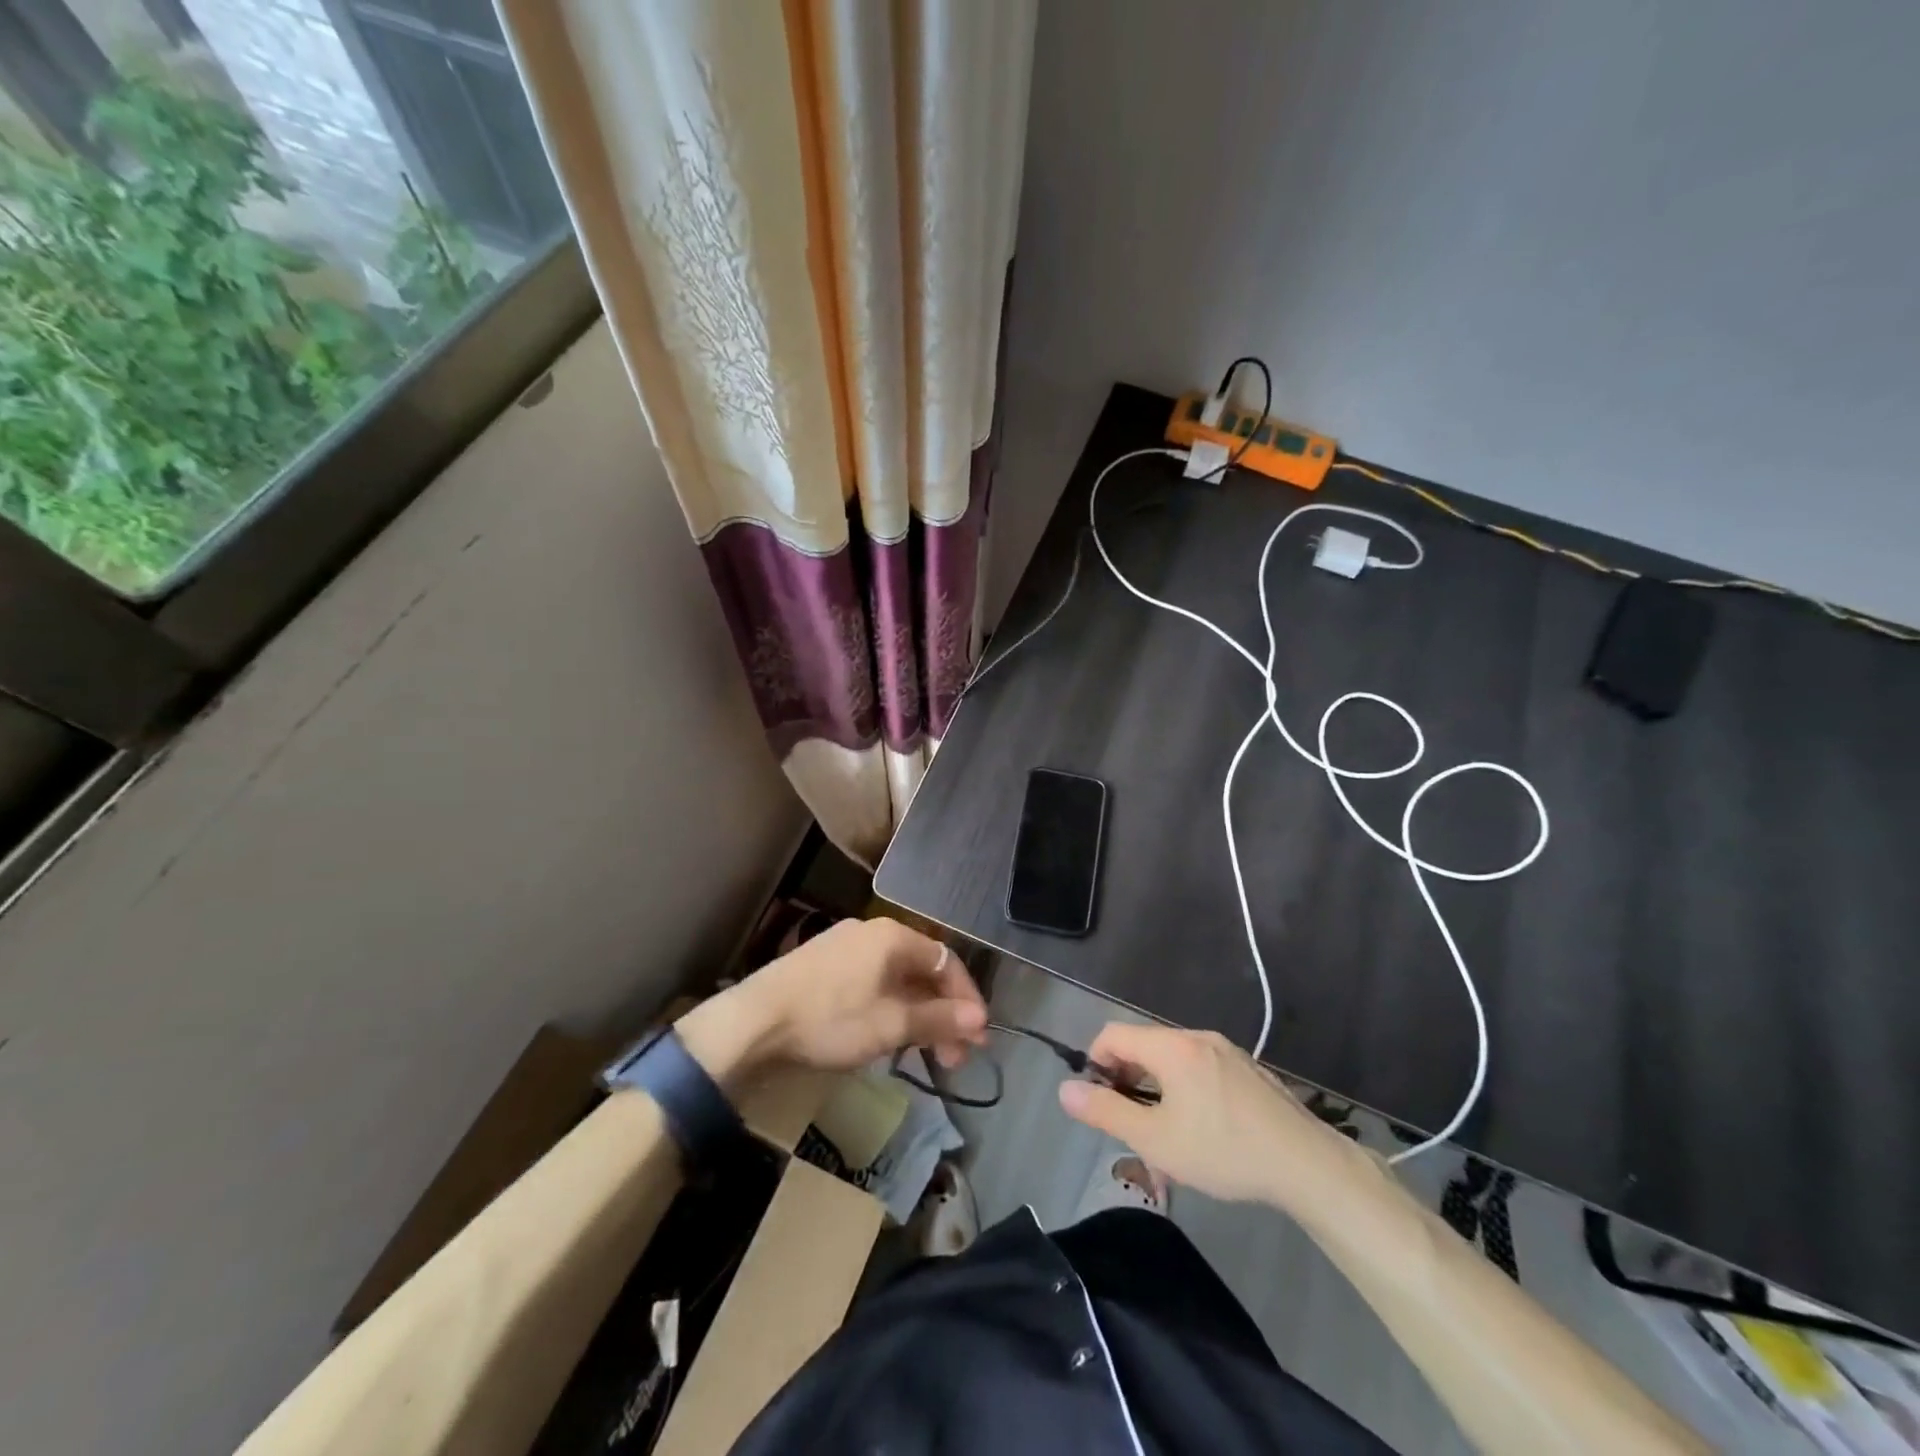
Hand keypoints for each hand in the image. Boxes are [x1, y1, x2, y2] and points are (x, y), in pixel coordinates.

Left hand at [677, 917, 987, 1080]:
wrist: (752, 1022)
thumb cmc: (830, 1019)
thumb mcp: (890, 1025)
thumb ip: (938, 1019)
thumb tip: (980, 1019)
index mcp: (893, 936)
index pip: (946, 961)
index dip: (966, 999)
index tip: (977, 1038)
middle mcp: (872, 932)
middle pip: (921, 970)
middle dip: (942, 1013)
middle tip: (954, 1057)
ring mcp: (845, 946)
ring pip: (896, 979)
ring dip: (916, 1015)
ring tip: (922, 1053)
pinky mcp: (823, 965)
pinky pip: (871, 982)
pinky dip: (889, 1009)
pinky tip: (885, 1037)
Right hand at [1058, 1022, 1360, 1208]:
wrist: (1308, 1165)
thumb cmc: (1224, 1151)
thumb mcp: (1156, 1140)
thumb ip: (1106, 1112)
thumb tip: (1066, 1089)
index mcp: (1171, 1047)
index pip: (1113, 1034)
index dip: (1095, 1062)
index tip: (1100, 1102)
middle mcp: (1196, 1037)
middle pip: (1143, 1047)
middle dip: (1128, 1084)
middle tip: (1131, 1129)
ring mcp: (1226, 1052)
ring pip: (1173, 1063)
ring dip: (1157, 1095)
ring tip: (1166, 1143)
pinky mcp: (1248, 1070)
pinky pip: (1200, 1071)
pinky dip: (1186, 1093)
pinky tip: (1203, 1136)